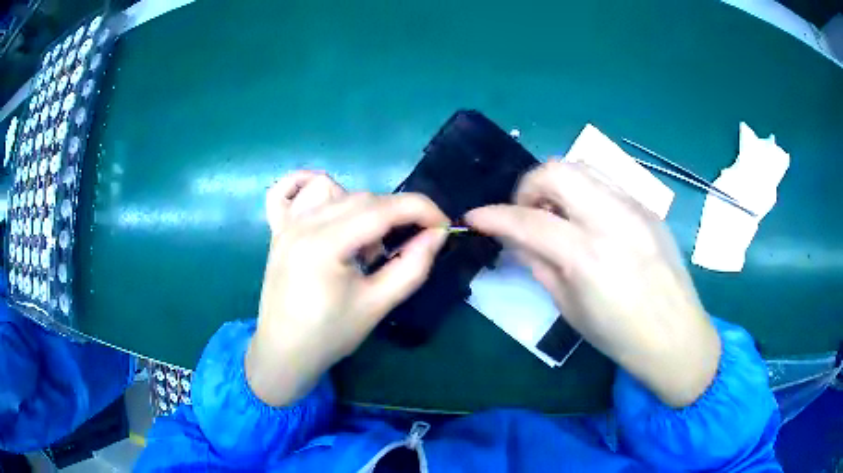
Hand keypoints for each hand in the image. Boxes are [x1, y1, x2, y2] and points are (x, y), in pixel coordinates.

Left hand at [247, 174, 448, 406]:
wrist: (284, 352)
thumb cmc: (330, 335)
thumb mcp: (378, 305)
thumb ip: (412, 266)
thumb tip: (437, 234)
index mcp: (324, 245)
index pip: (382, 209)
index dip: (421, 210)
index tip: (443, 225)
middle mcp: (302, 224)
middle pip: (361, 198)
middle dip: (394, 214)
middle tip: (405, 246)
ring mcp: (285, 224)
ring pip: (331, 188)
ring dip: (358, 206)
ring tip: (360, 242)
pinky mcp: (277, 229)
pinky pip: (285, 191)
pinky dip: (305, 184)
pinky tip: (323, 203)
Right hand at [466, 161, 720, 406]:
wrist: (676, 336)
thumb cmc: (619, 335)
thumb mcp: (569, 308)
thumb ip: (538, 264)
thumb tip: (514, 238)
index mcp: (588, 256)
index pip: (528, 220)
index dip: (493, 216)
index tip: (475, 216)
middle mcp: (613, 219)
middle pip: (557, 170)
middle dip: (528, 185)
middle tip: (526, 213)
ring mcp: (635, 207)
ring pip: (582, 168)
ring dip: (557, 185)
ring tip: (557, 215)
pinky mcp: (648, 207)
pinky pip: (606, 184)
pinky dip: (584, 193)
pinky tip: (588, 222)